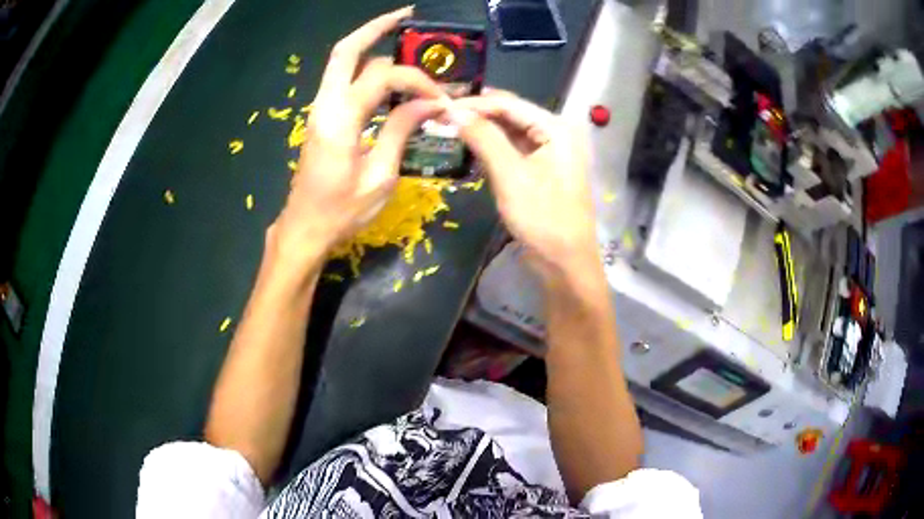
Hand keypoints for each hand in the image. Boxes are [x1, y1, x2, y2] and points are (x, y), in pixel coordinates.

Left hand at [272, 6, 447, 265]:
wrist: (304, 229)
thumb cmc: (341, 212)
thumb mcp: (380, 176)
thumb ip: (401, 130)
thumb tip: (431, 103)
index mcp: (340, 119)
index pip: (383, 76)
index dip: (418, 81)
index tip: (441, 100)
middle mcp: (325, 104)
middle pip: (346, 50)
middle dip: (376, 27)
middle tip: (407, 16)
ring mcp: (319, 108)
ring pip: (342, 61)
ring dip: (371, 44)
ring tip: (403, 37)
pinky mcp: (322, 117)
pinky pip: (343, 79)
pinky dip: (365, 67)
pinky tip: (388, 73)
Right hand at [451, 90, 597, 281]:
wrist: (565, 262)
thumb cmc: (543, 218)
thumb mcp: (510, 175)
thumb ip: (483, 138)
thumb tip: (452, 111)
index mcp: (557, 127)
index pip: (509, 103)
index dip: (473, 103)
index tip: (440, 106)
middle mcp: (557, 131)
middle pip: (511, 113)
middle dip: (478, 114)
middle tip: (441, 116)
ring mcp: (552, 150)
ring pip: (511, 130)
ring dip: (483, 129)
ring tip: (450, 127)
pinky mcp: (543, 167)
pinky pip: (515, 147)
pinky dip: (494, 146)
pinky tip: (472, 145)